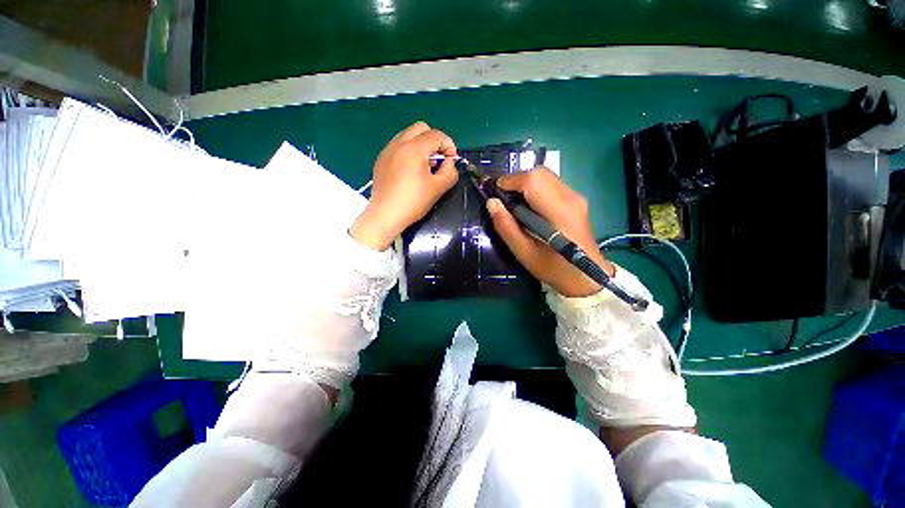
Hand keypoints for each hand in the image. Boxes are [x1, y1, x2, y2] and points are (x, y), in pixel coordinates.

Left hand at [350, 122, 458, 250]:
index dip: (449, 146)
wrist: (385, 215)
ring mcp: (387, 150)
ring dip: (421, 144)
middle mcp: (399, 143)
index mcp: (414, 148)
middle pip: (421, 128)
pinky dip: (408, 151)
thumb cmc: (413, 202)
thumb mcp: (438, 189)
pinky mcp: (381, 159)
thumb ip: (450, 172)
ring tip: (424, 166)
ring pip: (408, 135)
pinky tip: (409, 171)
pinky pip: (398, 145)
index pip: (437, 135)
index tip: (451, 162)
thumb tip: (449, 163)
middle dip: (434, 141)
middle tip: (437, 161)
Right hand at [486, 167, 614, 297]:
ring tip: (513, 203)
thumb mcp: (524, 253)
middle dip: (516, 180)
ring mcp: (576, 196)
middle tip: (503, 199)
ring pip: (545, 175)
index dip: (510, 181)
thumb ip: (507, 227)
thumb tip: (492, 203)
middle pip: (539, 173)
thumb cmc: (553, 268)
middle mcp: (570, 198)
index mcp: (559, 212)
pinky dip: (534, 187)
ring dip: (524, 183)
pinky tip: (528, 206)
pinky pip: (550, 183)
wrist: (585, 276)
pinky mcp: (575, 199)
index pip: (533, 181)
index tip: (494, 194)